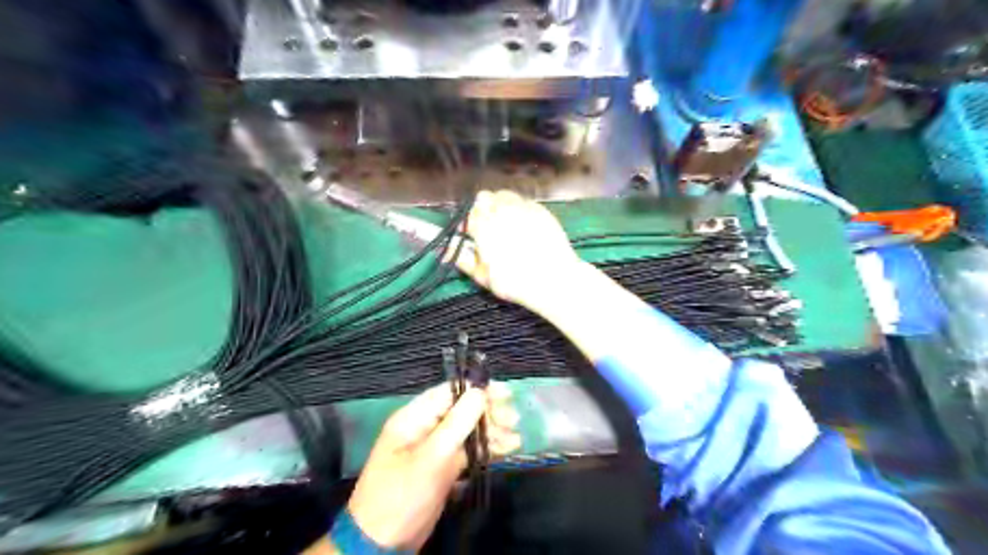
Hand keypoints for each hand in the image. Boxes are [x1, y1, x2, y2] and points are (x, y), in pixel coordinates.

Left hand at [347, 381, 519, 549]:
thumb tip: (479, 392)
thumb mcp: (430, 458)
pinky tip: (507, 450)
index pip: (449, 393)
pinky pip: (467, 452)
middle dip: (488, 413)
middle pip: (462, 411)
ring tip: (515, 439)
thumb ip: (456, 424)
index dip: (478, 390)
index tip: (505, 394)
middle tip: (514, 419)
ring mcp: (435, 449)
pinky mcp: (443, 468)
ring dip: (492, 433)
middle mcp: (425, 428)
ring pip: (467, 432)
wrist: (381, 544)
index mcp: (414, 418)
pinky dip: (486, 450)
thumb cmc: (402, 495)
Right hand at [454, 190, 579, 314]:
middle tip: (488, 228)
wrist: (554, 280)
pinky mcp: (540, 210)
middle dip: (482, 210)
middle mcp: (502, 211)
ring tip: (505, 224)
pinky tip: (523, 225)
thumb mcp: (484, 277)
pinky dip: (519, 209)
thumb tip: (446, 252)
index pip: (468, 213)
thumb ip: (464, 260)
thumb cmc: (516, 282)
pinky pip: (523, 202)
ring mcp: (523, 208)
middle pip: (484, 198)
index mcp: (484, 226)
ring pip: (503, 195)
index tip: (471, 234)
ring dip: (500, 206)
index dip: (469, 223)